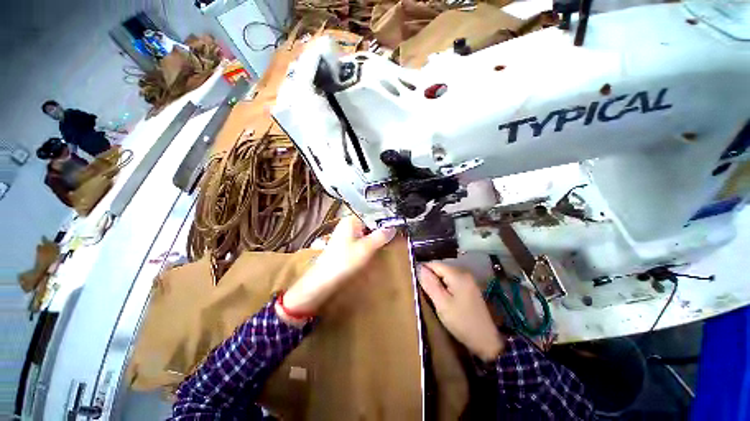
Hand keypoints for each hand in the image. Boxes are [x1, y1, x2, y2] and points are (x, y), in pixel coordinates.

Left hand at [279, 216, 396, 323]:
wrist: (324, 279)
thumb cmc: (344, 261)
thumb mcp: (366, 248)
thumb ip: (381, 236)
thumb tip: (393, 228)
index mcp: (351, 220)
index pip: (372, 213)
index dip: (384, 218)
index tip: (396, 224)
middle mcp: (347, 223)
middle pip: (369, 221)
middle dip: (381, 227)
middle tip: (394, 233)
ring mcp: (345, 232)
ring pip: (365, 230)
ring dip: (375, 235)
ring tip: (387, 239)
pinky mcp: (345, 242)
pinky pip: (361, 237)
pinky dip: (369, 240)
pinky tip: (375, 246)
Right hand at [418, 262, 502, 361]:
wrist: (486, 341)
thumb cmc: (461, 322)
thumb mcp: (442, 304)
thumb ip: (430, 284)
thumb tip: (420, 268)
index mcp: (457, 275)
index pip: (435, 264)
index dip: (424, 270)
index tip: (416, 281)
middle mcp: (464, 273)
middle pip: (441, 269)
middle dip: (431, 277)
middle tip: (423, 291)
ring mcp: (469, 281)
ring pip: (446, 275)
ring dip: (437, 282)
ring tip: (431, 295)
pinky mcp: (470, 289)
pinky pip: (452, 282)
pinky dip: (445, 287)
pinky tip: (443, 298)